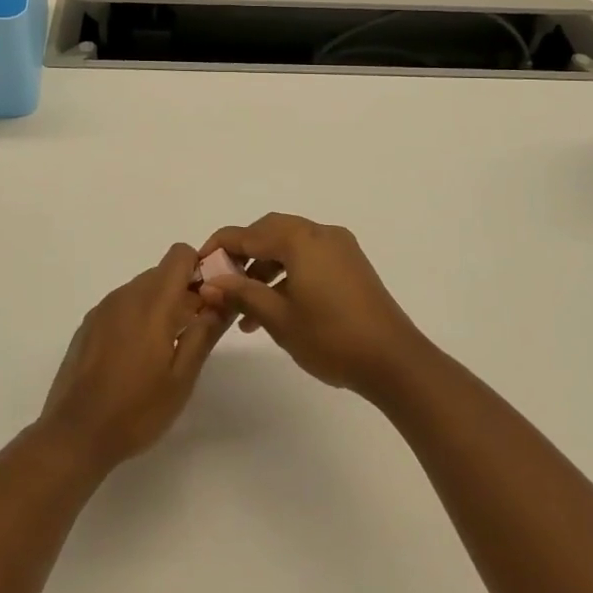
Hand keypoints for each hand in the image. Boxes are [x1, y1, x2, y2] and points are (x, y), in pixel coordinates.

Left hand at [38, 244, 228, 471]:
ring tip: (166, 348)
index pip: (179, 254)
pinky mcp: (88, 325)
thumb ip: (205, 333)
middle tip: (195, 330)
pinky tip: (136, 357)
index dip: (200, 268)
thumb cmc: (136, 409)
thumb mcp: (182, 377)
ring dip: (160, 305)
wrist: (75, 435)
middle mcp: (125, 295)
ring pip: (141, 289)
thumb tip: (224, 300)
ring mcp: (103, 309)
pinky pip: (122, 306)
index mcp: (152, 302)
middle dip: (183, 291)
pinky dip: (137, 317)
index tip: (210, 298)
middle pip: (162, 272)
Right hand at [194, 214, 429, 400]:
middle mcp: (320, 233)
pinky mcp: (351, 264)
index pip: (247, 233)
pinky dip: (288, 274)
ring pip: (290, 246)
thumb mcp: (278, 318)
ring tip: (246, 311)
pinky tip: (277, 308)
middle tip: (222, 282)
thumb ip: (242, 293)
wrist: (393, 360)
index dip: (219, 247)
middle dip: (243, 255)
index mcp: (300, 239)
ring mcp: (339, 247)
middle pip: (270, 232)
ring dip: (265, 269)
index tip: (199, 266)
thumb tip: (210, 283)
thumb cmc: (330, 337)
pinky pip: (309, 257)